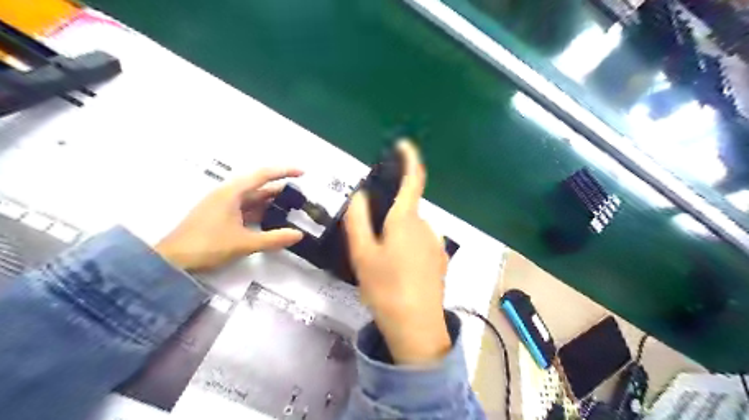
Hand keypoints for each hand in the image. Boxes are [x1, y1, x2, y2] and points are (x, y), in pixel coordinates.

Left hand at [155, 167, 303, 272]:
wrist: (172, 260)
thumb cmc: (207, 245)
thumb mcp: (244, 243)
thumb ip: (274, 238)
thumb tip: (298, 235)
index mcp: (232, 193)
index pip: (263, 175)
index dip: (284, 172)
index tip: (303, 173)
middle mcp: (227, 194)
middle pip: (258, 186)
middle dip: (279, 190)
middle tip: (300, 197)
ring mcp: (222, 205)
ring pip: (252, 199)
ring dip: (270, 203)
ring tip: (290, 208)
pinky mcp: (219, 216)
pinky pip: (245, 209)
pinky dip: (259, 212)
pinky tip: (270, 221)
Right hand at [346, 140, 448, 364]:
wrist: (416, 325)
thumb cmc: (385, 287)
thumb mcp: (362, 253)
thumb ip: (358, 219)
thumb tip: (362, 196)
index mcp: (406, 220)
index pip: (413, 179)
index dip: (409, 158)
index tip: (403, 145)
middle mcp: (426, 226)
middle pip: (405, 209)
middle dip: (389, 215)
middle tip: (370, 240)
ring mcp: (436, 244)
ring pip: (411, 228)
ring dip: (396, 234)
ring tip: (381, 262)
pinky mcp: (439, 259)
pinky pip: (419, 243)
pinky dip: (406, 246)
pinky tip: (397, 271)